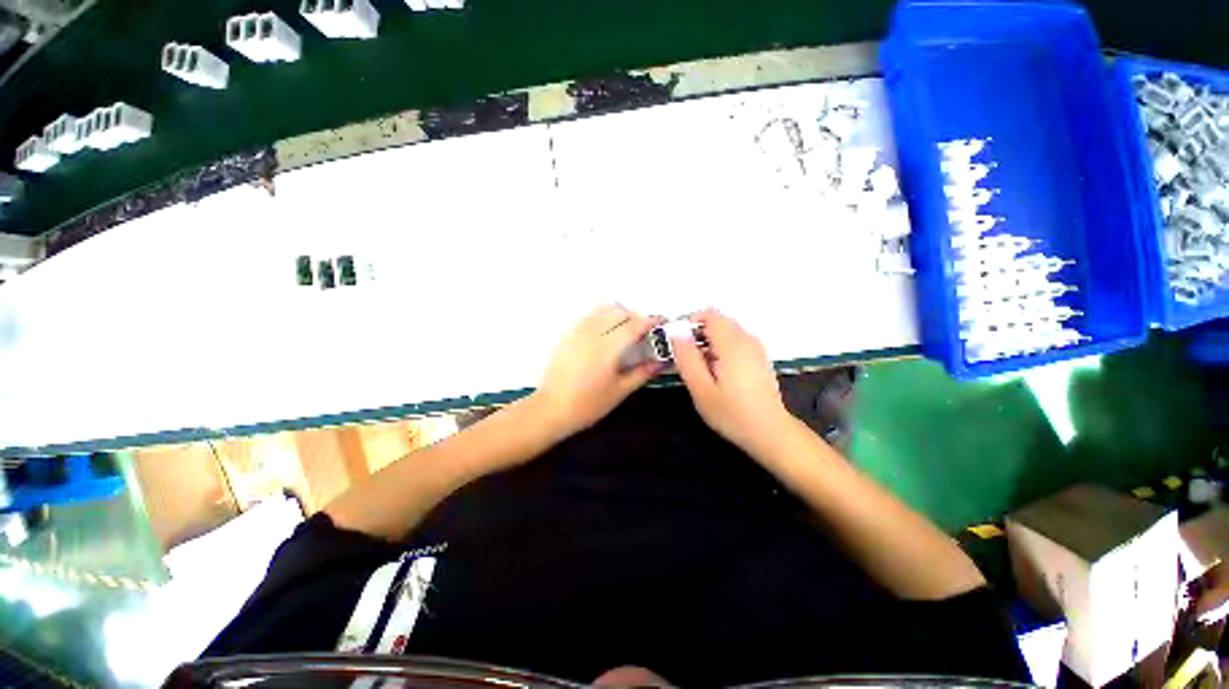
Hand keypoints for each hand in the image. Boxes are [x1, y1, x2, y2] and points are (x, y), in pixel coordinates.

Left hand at [533, 304, 663, 440]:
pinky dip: (604, 316)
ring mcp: (578, 331)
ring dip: (619, 314)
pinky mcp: (568, 334)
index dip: (651, 321)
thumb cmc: (587, 405)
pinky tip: (606, 333)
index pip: (634, 324)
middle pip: (619, 311)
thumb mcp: (619, 391)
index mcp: (608, 348)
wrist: (550, 409)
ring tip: (626, 330)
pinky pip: (590, 315)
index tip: (662, 323)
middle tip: (645, 331)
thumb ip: (642, 373)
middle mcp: (592, 333)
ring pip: (603, 309)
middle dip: (636, 316)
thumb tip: (661, 361)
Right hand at [671, 309, 793, 457]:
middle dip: (699, 334)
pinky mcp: (759, 358)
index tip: (679, 342)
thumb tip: (676, 332)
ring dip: (710, 342)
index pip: (709, 314)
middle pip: (718, 321)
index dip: (690, 322)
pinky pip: (736, 342)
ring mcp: (756, 348)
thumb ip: (686, 357)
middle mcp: (747, 339)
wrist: (769, 432)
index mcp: (732, 343)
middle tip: (687, 359)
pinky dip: (722, 349)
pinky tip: (718, 373)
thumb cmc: (731, 412)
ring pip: (727, 332)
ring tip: (701, 369)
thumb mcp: (700, 388)